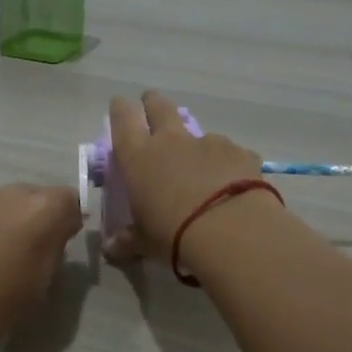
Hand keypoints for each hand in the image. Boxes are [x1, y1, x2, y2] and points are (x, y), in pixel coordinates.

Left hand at [0, 183, 83, 351]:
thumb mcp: (39, 285)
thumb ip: (53, 250)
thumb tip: (55, 234)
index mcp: (40, 209)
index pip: (71, 200)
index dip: (69, 222)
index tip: (63, 245)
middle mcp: (9, 193)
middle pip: (35, 196)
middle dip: (38, 218)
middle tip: (31, 251)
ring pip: (4, 204)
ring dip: (8, 222)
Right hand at [107, 91, 269, 263]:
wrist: (230, 230)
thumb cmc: (173, 234)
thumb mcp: (144, 242)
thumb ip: (127, 241)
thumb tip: (112, 249)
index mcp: (138, 157)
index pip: (122, 120)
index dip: (120, 109)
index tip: (120, 104)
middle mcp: (171, 141)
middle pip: (160, 107)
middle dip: (153, 103)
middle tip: (151, 103)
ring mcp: (209, 143)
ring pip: (198, 133)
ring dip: (195, 144)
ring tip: (200, 166)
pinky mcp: (240, 152)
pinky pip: (230, 153)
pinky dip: (227, 164)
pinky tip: (232, 184)